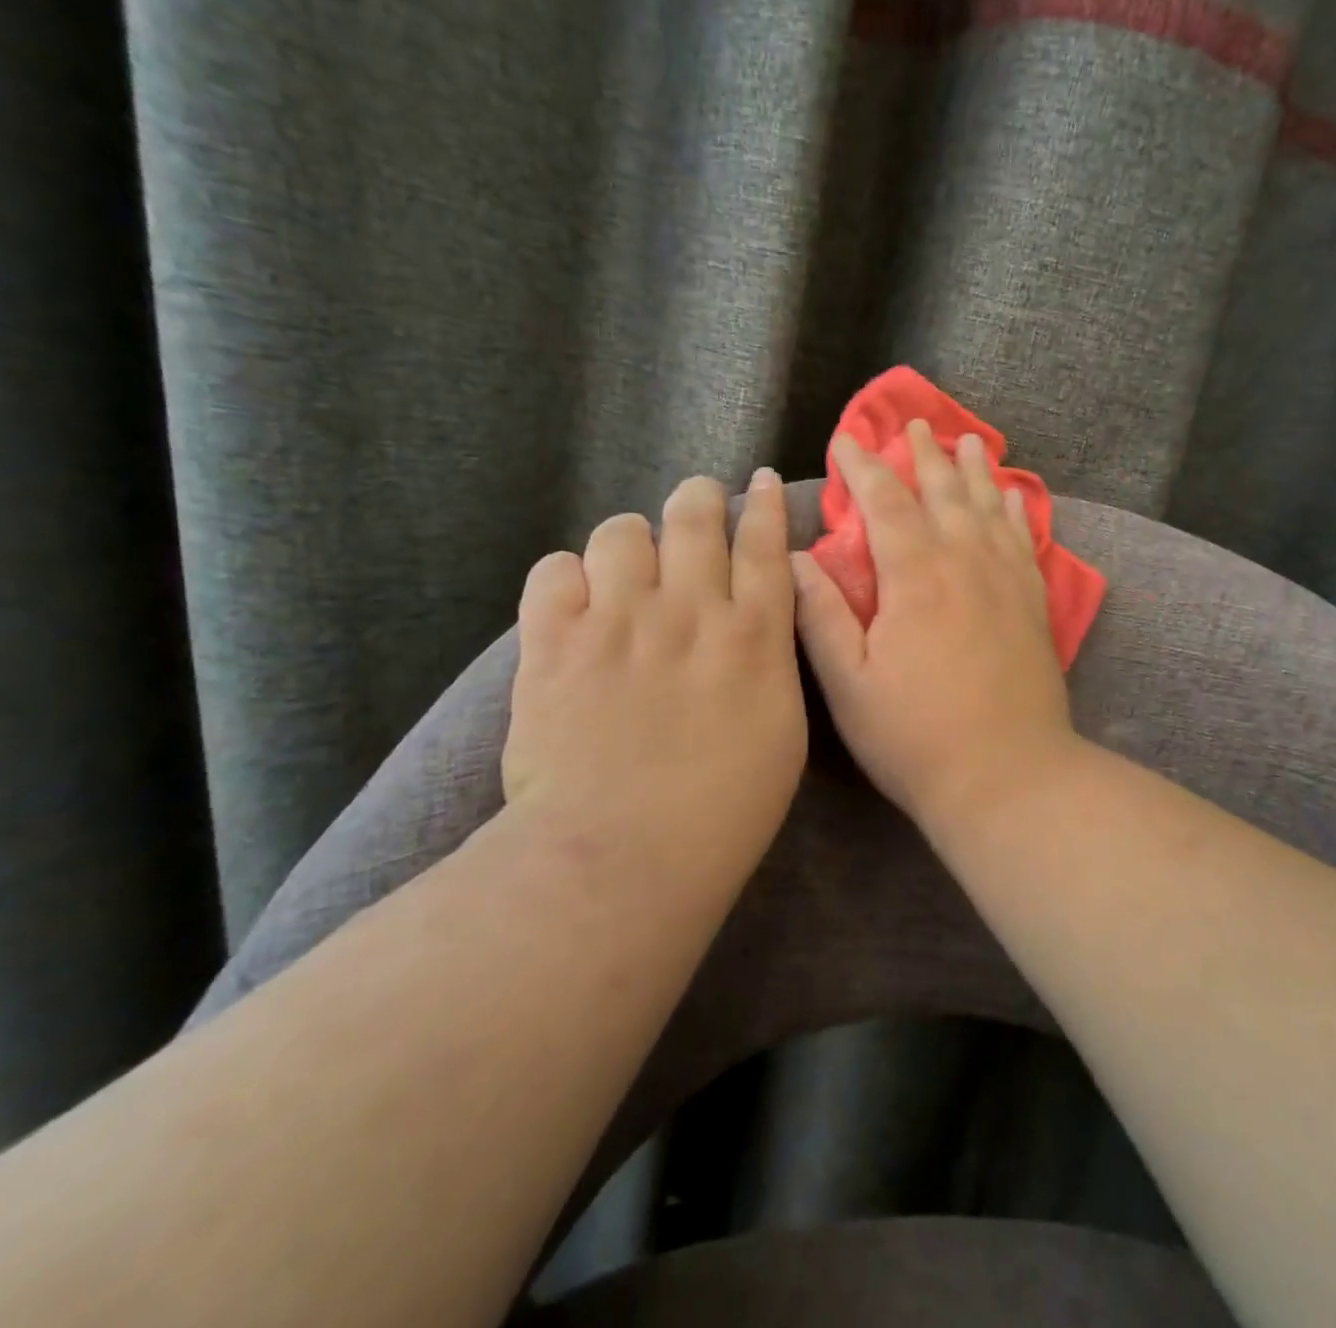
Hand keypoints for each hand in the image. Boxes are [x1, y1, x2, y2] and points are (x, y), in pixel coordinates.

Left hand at [503, 470, 805, 862]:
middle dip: (699, 498)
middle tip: (696, 505)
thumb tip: (754, 622)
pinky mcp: (554, 643)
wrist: (624, 854)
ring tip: (628, 568)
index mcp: (753, 636)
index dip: (763, 504)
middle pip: (695, 516)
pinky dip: (568, 578)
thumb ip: (770, 664)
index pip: (765, 545)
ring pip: (621, 532)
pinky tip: (576, 603)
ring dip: (631, 541)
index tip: (757, 481)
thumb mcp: (781, 732)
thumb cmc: (724, 810)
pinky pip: (554, 571)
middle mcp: (690, 610)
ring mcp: (618, 621)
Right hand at [791, 420, 1079, 831]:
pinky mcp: (1034, 606)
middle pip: (943, 493)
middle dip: (923, 455)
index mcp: (915, 577)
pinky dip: (1017, 513)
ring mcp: (1006, 582)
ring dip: (975, 471)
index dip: (863, 468)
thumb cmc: (915, 737)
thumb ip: (821, 616)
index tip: (847, 440)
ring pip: (989, 508)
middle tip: (914, 424)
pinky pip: (1025, 542)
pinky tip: (1016, 498)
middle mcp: (965, 563)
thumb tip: (796, 558)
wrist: (1008, 776)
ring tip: (968, 440)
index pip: (885, 503)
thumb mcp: (849, 685)